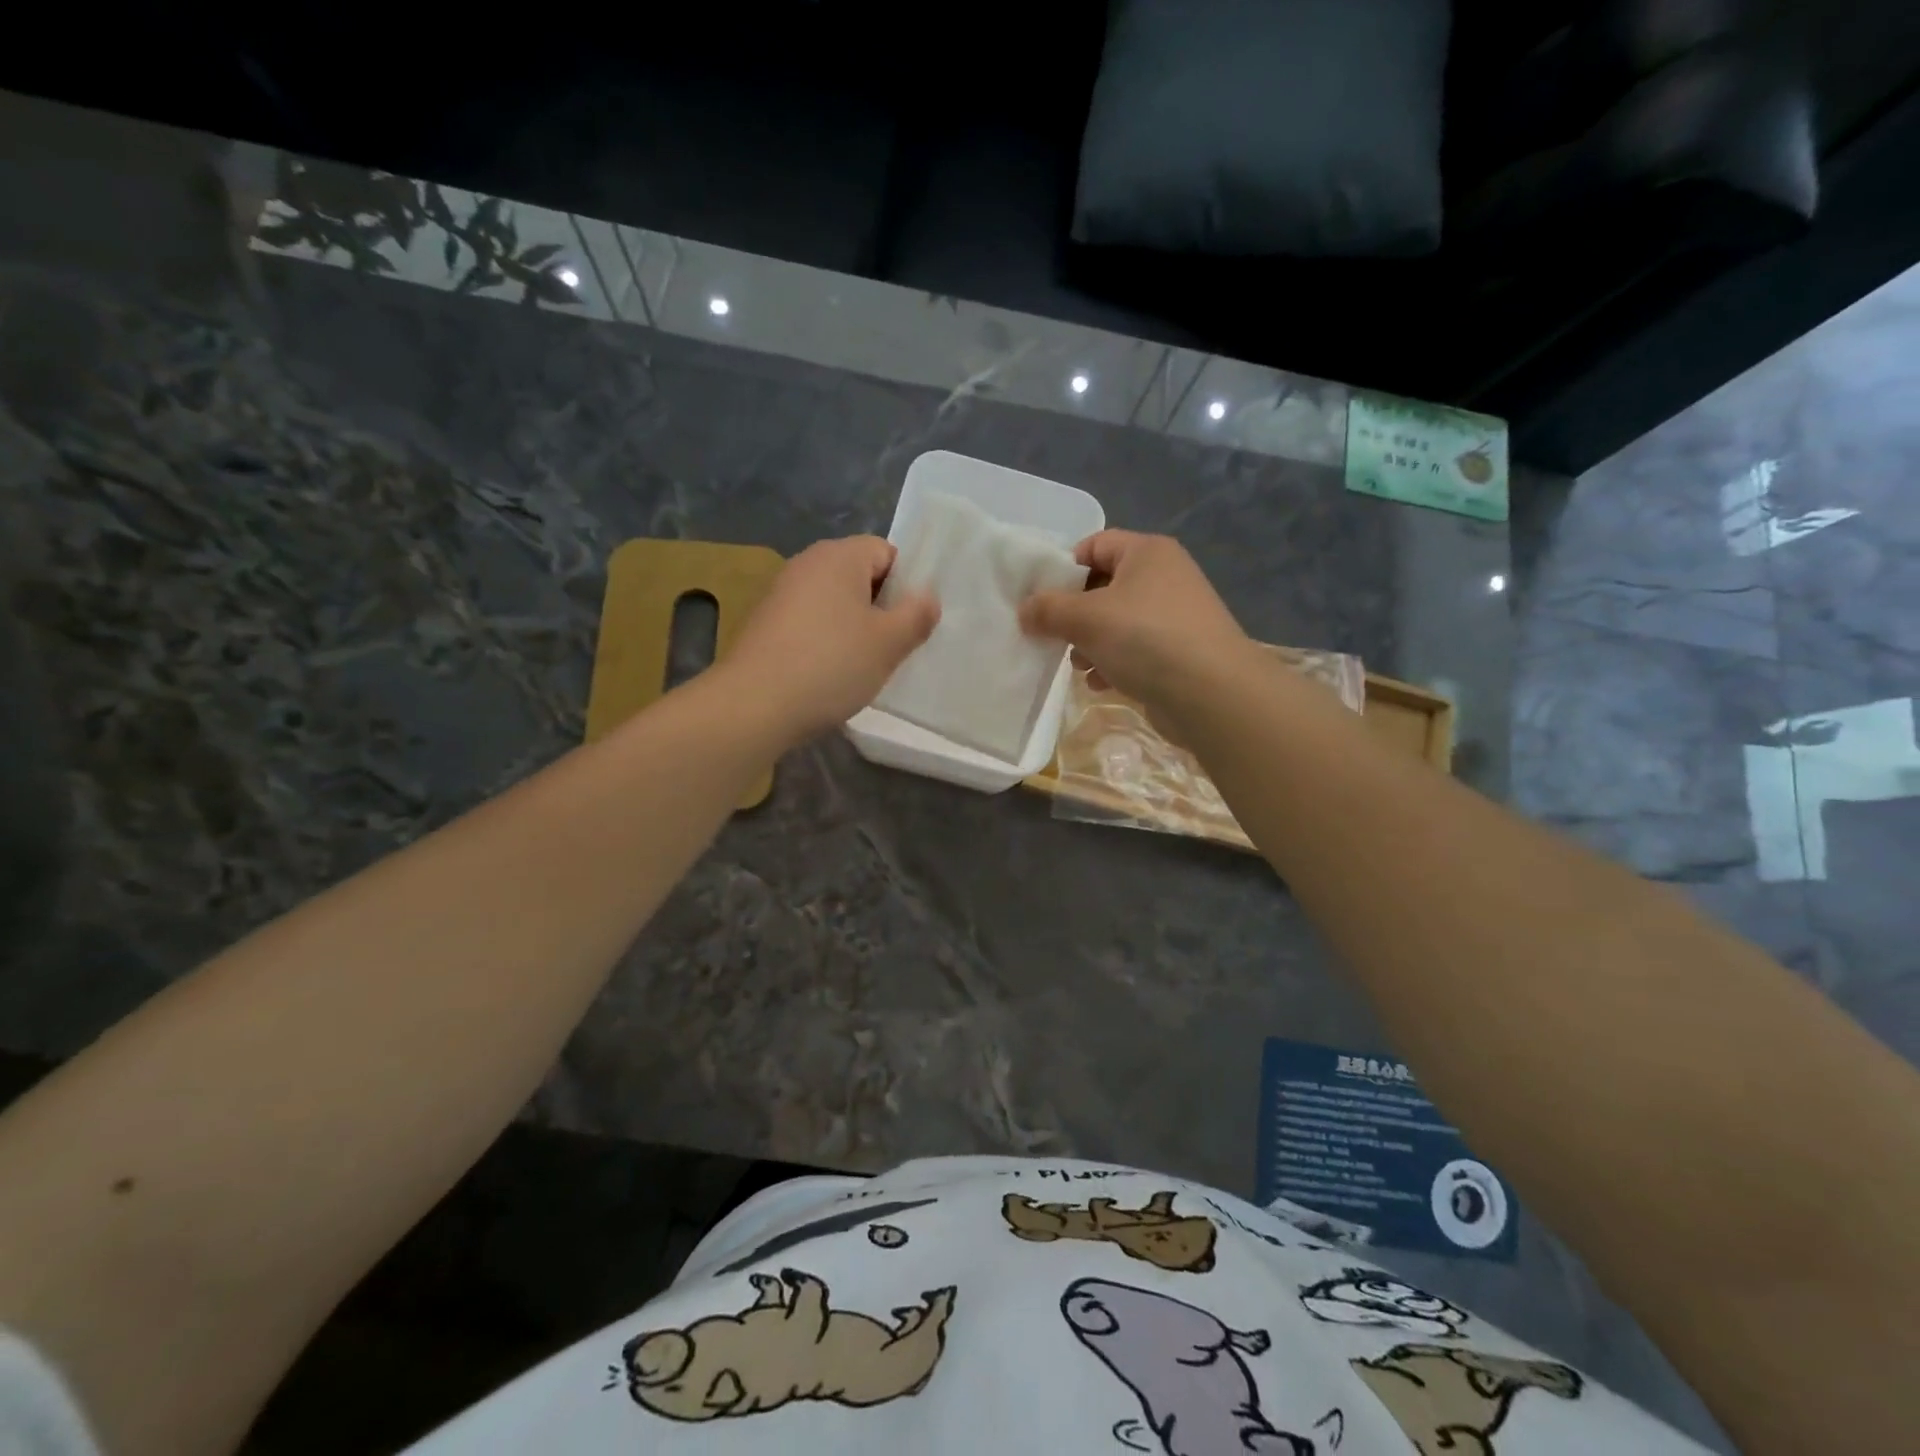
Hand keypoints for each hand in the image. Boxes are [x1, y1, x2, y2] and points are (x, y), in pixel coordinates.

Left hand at [721, 536, 938, 743]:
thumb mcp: (888, 643)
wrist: (754, 704)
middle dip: (881, 608)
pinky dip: (826, 642)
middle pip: (859, 576)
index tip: (912, 622)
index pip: (886, 551)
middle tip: (894, 647)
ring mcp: (781, 594)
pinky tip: (830, 675)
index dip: (906, 584)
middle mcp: (807, 564)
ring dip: (854, 629)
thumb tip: (927, 597)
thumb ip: (916, 615)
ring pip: (835, 603)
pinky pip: (811, 623)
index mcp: (839, 556)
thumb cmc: (831, 664)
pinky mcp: (765, 624)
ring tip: (864, 665)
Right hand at [1019, 530, 1250, 712]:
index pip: (1094, 545)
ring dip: (1091, 642)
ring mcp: (1175, 615)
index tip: (1041, 600)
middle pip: (1104, 586)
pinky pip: (1135, 649)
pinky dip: (1114, 662)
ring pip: (1117, 622)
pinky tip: (1101, 683)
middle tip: (1055, 636)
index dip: (1063, 569)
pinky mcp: (1180, 651)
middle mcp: (1165, 576)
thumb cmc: (1145, 639)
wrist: (1212, 694)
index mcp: (1147, 552)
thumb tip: (1025, 610)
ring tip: (1078, 665)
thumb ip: (1048, 610)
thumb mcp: (1086, 619)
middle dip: (1074, 614)